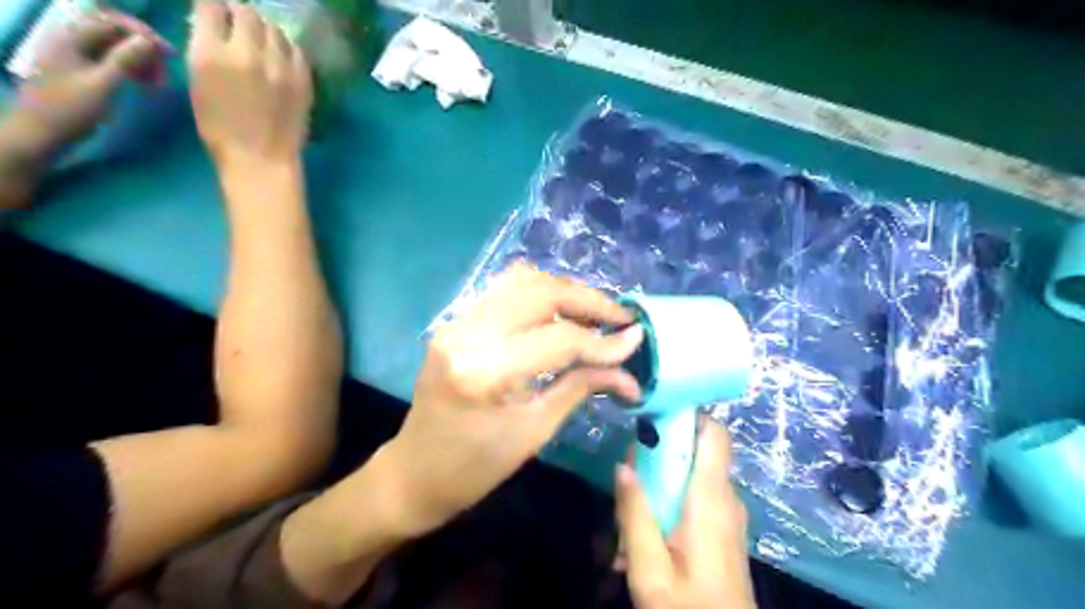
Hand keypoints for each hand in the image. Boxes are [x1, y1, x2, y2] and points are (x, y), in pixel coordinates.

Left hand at [7, 13, 168, 160]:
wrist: (45, 132)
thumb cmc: (72, 109)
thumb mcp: (102, 85)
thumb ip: (124, 61)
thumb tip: (149, 41)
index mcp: (72, 37)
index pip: (112, 21)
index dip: (143, 34)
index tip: (169, 55)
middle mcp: (73, 40)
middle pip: (115, 32)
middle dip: (144, 48)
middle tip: (166, 72)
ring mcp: (78, 55)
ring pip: (117, 47)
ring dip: (142, 60)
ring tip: (158, 81)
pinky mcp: (85, 70)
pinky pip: (113, 60)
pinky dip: (133, 68)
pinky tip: (144, 83)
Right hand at [185, 0, 311, 166]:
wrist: (262, 160)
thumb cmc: (221, 130)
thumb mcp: (198, 84)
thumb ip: (205, 50)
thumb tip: (213, 28)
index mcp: (212, 54)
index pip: (211, 5)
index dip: (213, 6)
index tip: (215, 12)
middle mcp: (248, 53)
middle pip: (247, 12)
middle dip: (240, 13)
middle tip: (239, 23)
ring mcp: (280, 67)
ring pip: (274, 29)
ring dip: (265, 29)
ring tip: (262, 39)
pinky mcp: (303, 80)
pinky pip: (296, 50)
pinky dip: (286, 47)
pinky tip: (281, 56)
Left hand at [385, 267, 647, 538]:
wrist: (414, 473)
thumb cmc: (475, 469)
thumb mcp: (535, 431)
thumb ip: (581, 388)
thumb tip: (629, 373)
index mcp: (486, 371)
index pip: (559, 339)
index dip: (603, 340)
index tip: (636, 338)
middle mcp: (468, 333)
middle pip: (541, 293)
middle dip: (588, 300)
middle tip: (620, 316)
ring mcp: (456, 322)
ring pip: (522, 281)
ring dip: (564, 291)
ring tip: (594, 312)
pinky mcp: (455, 322)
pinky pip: (503, 290)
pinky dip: (537, 292)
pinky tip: (558, 310)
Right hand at [613, 418, 755, 608]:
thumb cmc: (688, 608)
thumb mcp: (649, 567)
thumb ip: (635, 513)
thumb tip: (623, 466)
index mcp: (711, 498)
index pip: (714, 434)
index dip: (689, 414)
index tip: (654, 412)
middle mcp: (725, 498)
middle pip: (695, 452)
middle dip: (660, 454)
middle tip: (629, 472)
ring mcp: (727, 515)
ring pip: (691, 477)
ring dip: (659, 484)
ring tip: (630, 514)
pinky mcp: (723, 530)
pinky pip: (695, 499)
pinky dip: (670, 504)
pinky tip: (645, 537)